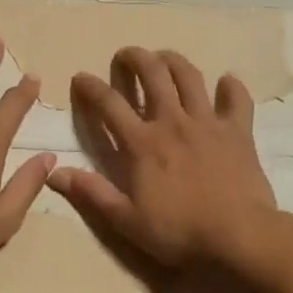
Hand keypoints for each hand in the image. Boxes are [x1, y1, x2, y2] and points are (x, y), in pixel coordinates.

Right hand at [49, 47, 278, 272]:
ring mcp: (207, 122)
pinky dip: (232, 86)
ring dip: (173, 60)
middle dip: (134, 57)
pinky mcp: (237, 131)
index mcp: (142, 143)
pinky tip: (226, 81)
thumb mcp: (127, 220)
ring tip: (164, 58)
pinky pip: (237, 99)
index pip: (108, 103)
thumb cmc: (179, 231)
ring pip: (189, 76)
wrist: (239, 237)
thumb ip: (92, 193)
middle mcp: (172, 121)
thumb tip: (53, 173)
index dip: (90, 86)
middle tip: (125, 55)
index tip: (80, 77)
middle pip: (152, 74)